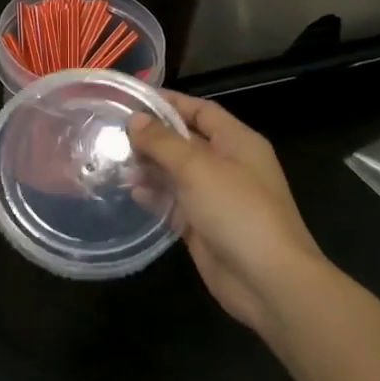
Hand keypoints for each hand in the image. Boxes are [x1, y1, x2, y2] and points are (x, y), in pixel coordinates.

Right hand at [128, 92, 326, 333]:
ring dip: (149, 167)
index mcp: (238, 142)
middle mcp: (228, 165)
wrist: (267, 280)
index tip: (132, 99)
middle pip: (185, 142)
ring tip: (113, 162)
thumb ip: (163, 142)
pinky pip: (174, 203)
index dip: (169, 103)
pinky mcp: (203, 226)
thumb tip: (135, 120)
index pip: (200, 111)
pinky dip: (154, 196)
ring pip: (176, 173)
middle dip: (152, 137)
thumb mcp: (198, 168)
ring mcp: (215, 198)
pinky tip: (130, 191)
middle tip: (112, 133)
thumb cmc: (237, 211)